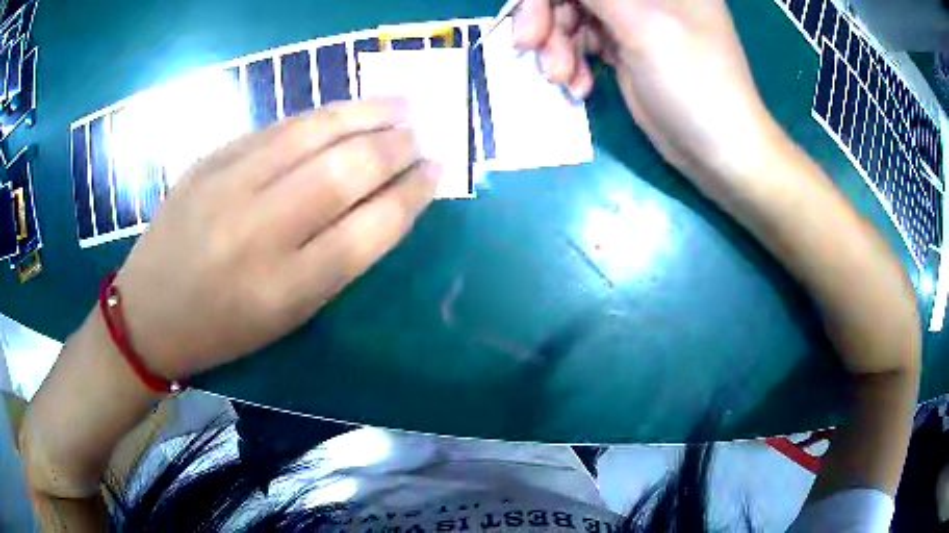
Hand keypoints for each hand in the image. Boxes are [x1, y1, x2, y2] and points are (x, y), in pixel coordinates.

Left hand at [113, 98, 440, 378]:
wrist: (148, 313)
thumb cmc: (222, 329)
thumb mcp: (287, 316)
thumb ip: (335, 260)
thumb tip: (381, 203)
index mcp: (286, 289)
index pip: (369, 230)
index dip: (411, 195)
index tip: (436, 173)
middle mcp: (259, 232)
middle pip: (344, 173)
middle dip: (395, 147)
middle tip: (422, 134)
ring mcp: (227, 186)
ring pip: (311, 134)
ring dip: (364, 114)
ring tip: (400, 103)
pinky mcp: (209, 161)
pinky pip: (275, 129)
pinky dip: (318, 117)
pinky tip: (343, 111)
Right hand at [513, 0, 781, 182]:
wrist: (719, 152)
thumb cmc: (694, 83)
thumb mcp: (642, 25)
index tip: (530, 21)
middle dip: (547, 17)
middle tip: (528, 48)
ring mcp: (634, 20)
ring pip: (572, 16)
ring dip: (557, 46)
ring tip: (562, 79)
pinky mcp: (626, 49)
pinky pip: (583, 42)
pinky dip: (573, 62)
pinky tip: (580, 87)